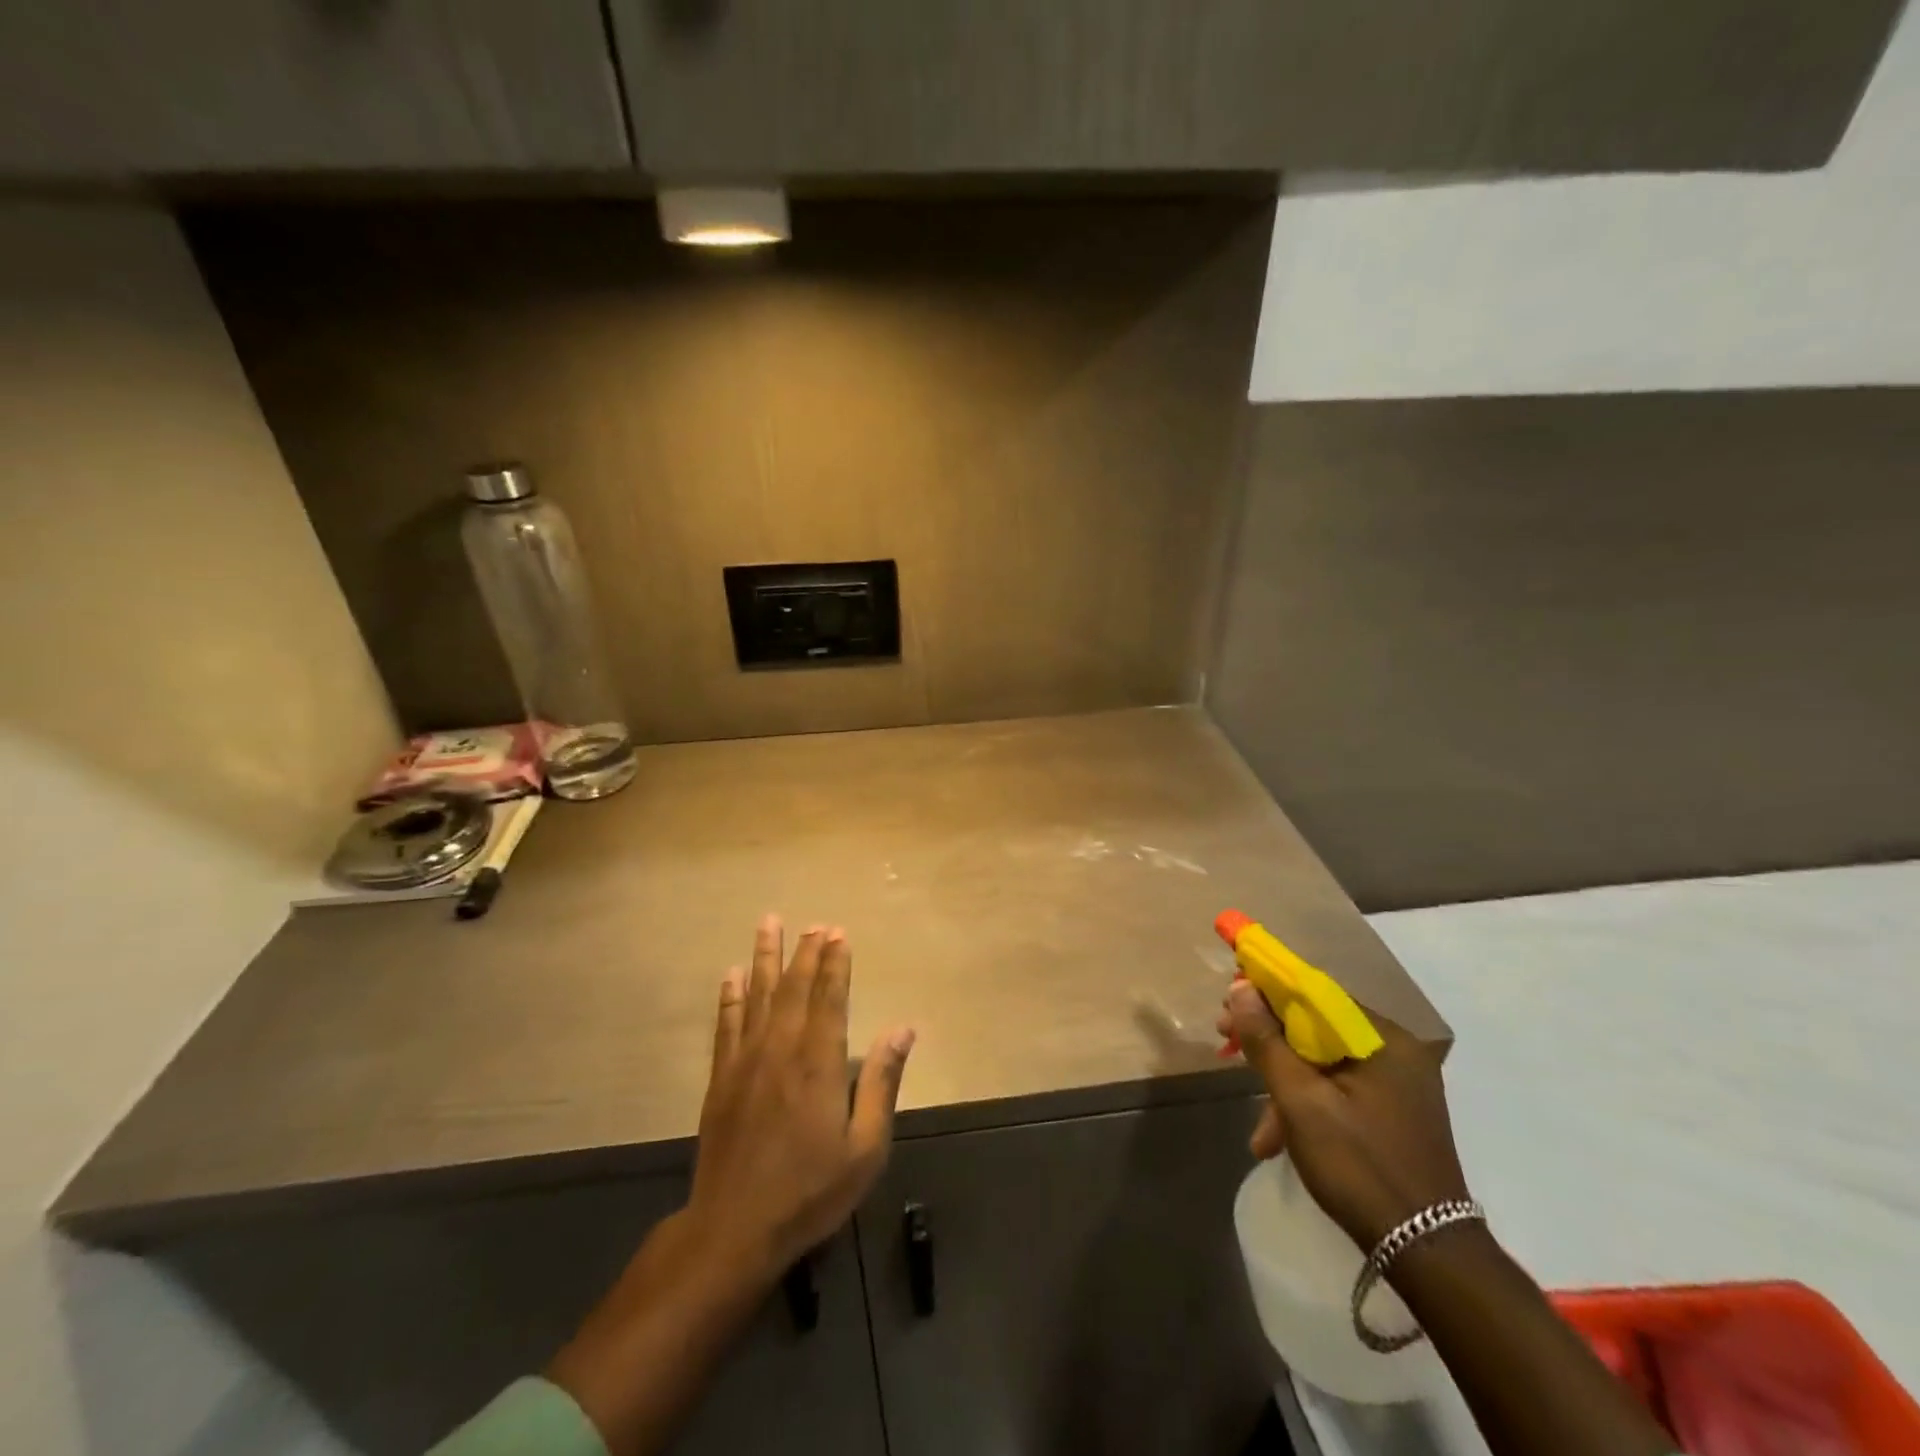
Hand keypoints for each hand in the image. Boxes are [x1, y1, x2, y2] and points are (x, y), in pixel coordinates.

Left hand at [685, 916, 915, 1283]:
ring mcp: (746, 1061)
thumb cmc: (810, 1191)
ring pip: (757, 996)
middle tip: (815, 923)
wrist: (734, 1229)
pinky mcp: (721, 1079)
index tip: (838, 933)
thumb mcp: (865, 1148)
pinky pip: (726, 1025)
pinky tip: (731, 975)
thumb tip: (904, 1029)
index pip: (830, 997)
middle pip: (795, 988)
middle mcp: (782, 1049)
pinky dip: (730, 997)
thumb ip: (882, 1083)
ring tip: (769, 923)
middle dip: (806, 952)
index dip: (835, 963)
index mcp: (819, 1063)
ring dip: (765, 957)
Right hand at [1222, 982, 1470, 1249]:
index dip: (1265, 993)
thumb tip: (1240, 988)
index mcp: (1383, 1039)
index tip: (1228, 1006)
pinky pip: (1339, 1089)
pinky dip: (1308, 1105)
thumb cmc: (1359, 1166)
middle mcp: (1396, 1052)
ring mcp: (1399, 1085)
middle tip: (1226, 1045)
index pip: (1314, 993)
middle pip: (1316, 1027)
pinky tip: (1280, 1141)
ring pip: (1324, 1063)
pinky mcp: (1394, 1113)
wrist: (1427, 1254)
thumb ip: (1267, 1041)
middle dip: (1268, 1042)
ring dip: (1283, 1084)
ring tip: (1258, 1129)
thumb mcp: (1299, 1101)